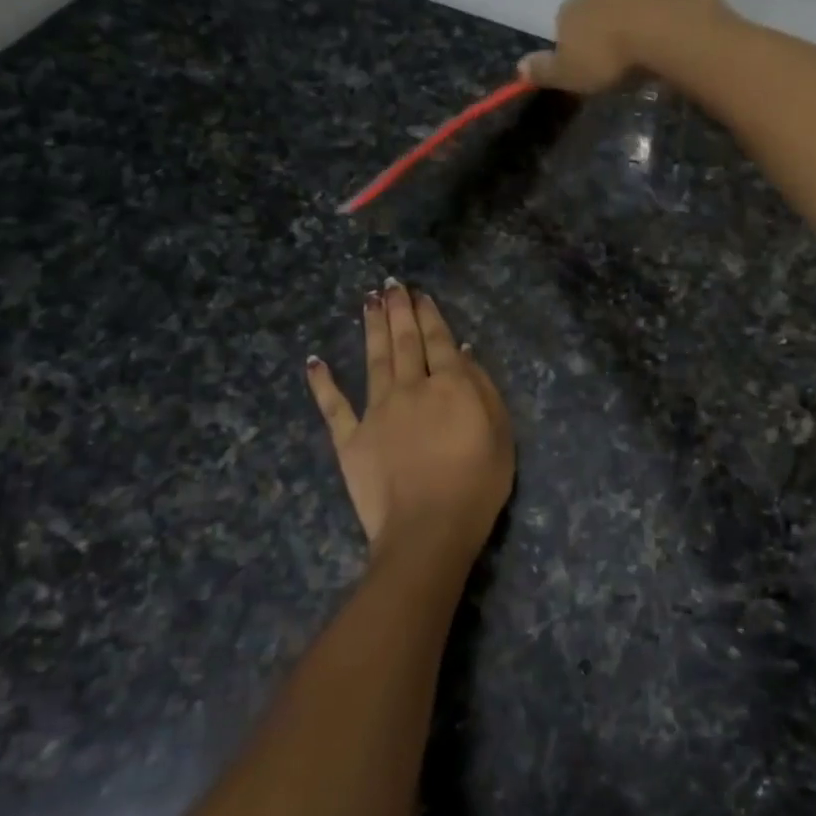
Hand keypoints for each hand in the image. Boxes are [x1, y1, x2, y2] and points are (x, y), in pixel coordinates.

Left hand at [306, 281, 513, 565]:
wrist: (428, 529)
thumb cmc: (476, 485)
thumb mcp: (500, 434)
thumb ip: (482, 390)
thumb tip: (463, 354)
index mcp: (449, 386)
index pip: (439, 341)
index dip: (429, 315)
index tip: (420, 294)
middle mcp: (410, 388)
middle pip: (404, 342)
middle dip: (398, 311)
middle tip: (391, 285)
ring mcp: (376, 412)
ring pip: (373, 361)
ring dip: (370, 329)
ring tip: (368, 302)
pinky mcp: (350, 439)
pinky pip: (333, 406)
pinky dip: (322, 383)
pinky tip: (315, 361)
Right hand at [520, 0, 731, 94]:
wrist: (660, 28)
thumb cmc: (606, 55)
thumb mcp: (569, 73)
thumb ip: (545, 70)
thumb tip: (519, 67)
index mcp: (569, 7)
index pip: (563, 24)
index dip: (572, 45)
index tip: (586, 66)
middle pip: (593, 9)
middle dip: (600, 29)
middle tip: (614, 59)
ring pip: (623, 5)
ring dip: (628, 23)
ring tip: (639, 53)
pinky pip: (653, 8)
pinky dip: (654, 23)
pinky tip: (660, 42)